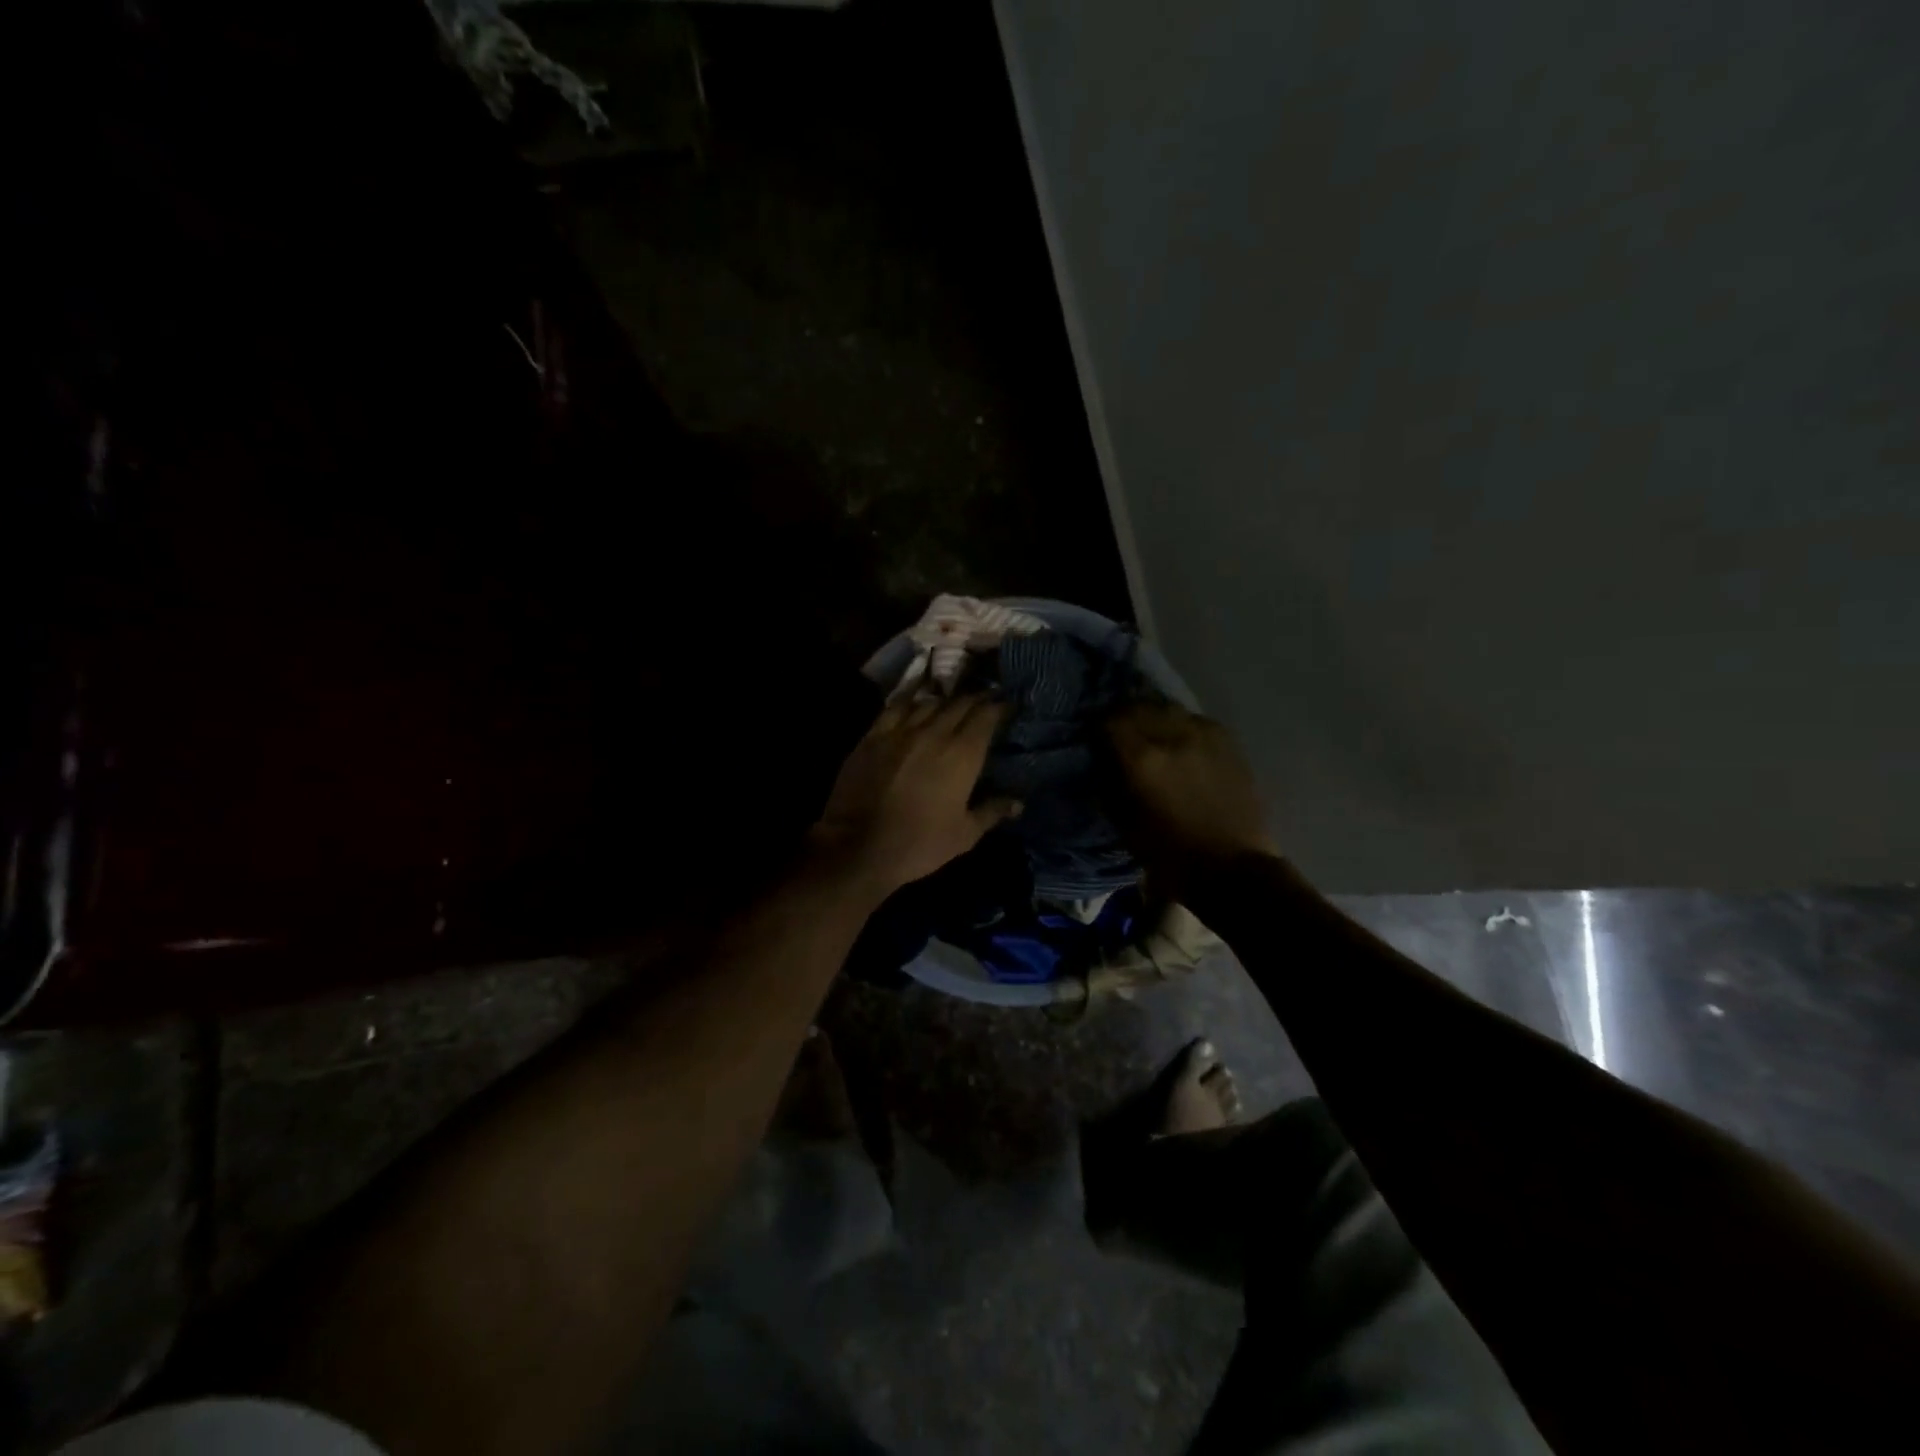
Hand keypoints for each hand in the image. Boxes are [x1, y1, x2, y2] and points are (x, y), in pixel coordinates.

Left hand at [809, 695, 1020, 894]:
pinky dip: (911, 701)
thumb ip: (992, 812)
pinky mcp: (873, 736)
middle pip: (960, 703)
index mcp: (962, 754)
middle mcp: (934, 733)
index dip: (999, 707)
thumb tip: (1018, 802)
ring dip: (945, 700)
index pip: (986, 716)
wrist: (859, 846)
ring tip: (952, 702)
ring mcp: (901, 731)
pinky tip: (915, 701)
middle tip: (985, 701)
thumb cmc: (919, 844)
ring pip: (929, 702)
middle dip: (976, 699)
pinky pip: (896, 708)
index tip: (1007, 706)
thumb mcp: (964, 835)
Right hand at [1103, 701, 1278, 898]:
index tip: (1093, 740)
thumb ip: (1109, 785)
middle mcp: (1172, 735)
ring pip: (1167, 707)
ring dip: (1152, 717)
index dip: (1096, 727)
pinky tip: (1180, 744)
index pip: (1108, 720)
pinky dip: (1180, 726)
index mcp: (1142, 758)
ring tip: (1149, 734)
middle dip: (1122, 717)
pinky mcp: (1227, 741)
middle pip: (1137, 706)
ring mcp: (1203, 734)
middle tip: (1118, 734)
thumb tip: (1102, 762)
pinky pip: (1194, 720)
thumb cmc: (1170, 855)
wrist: (1233, 869)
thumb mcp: (1124, 825)